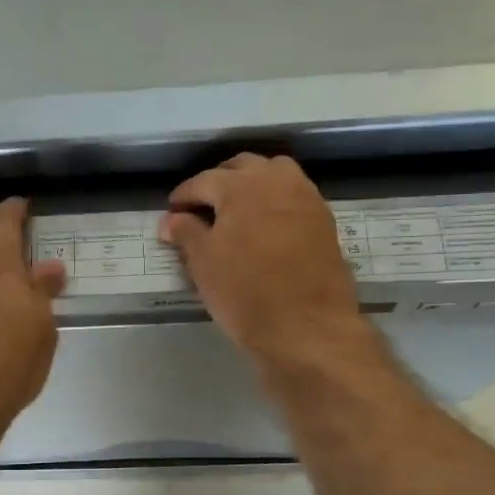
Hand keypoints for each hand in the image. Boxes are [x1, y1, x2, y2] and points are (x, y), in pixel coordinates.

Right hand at [159, 154, 377, 371]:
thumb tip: (171, 219)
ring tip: (235, 210)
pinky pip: (293, 195)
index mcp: (241, 186)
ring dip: (251, 183)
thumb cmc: (245, 293)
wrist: (307, 327)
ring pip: (273, 174)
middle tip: (202, 206)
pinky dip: (274, 200)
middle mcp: (276, 181)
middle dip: (219, 181)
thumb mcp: (203, 263)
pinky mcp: (324, 220)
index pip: (203, 181)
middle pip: (242, 167)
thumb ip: (185, 233)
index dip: (183, 196)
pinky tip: (263, 225)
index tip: (171, 212)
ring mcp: (306, 198)